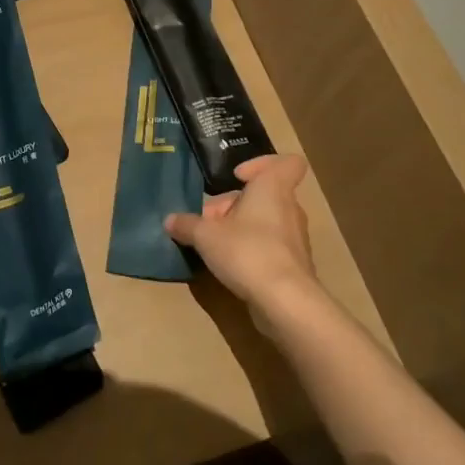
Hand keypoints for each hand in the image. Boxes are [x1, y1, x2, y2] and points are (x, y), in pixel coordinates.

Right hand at [165, 154, 321, 325]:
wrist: (285, 301)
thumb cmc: (247, 251)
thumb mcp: (206, 236)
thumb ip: (187, 225)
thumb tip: (169, 220)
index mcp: (273, 188)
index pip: (287, 163)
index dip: (262, 164)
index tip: (237, 178)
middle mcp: (289, 208)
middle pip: (264, 196)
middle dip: (234, 205)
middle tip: (209, 221)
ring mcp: (295, 238)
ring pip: (266, 221)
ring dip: (242, 228)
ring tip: (215, 244)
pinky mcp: (295, 265)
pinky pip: (271, 246)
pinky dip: (253, 250)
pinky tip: (231, 265)